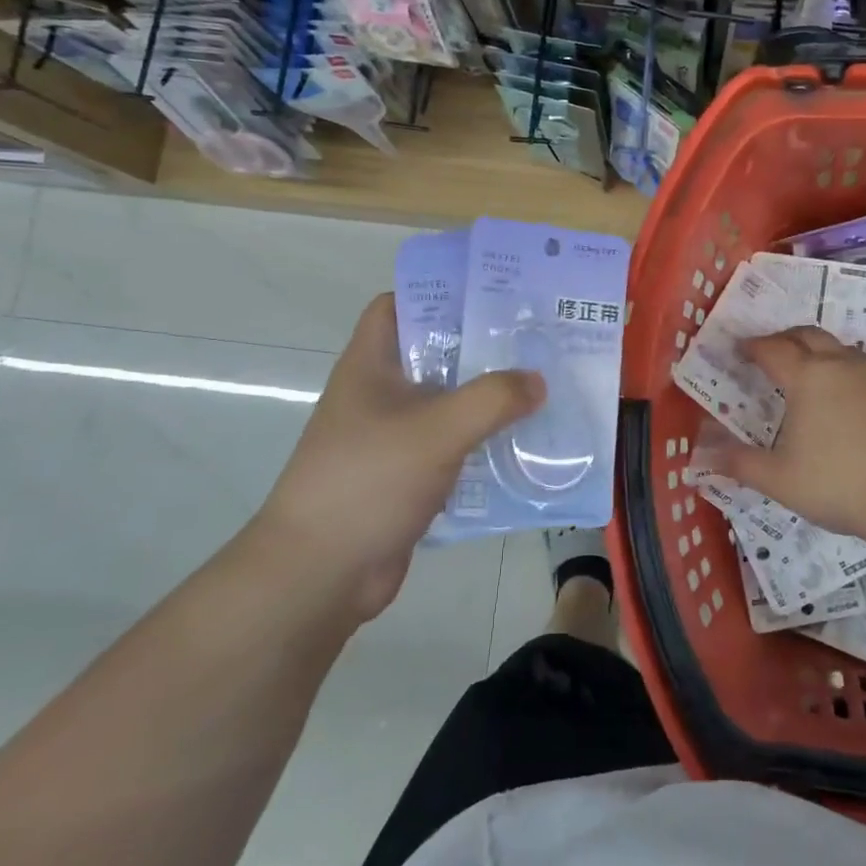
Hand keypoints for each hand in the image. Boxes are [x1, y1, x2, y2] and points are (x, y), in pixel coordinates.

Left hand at [251, 294, 545, 621]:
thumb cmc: (368, 481)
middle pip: (435, 353)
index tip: (494, 294)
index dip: (441, 293)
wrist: (321, 572)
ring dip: (490, 398)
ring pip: (449, 402)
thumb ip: (492, 398)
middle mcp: (381, 393)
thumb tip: (538, 381)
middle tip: (537, 340)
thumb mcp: (436, 429)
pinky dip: (484, 442)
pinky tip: (525, 444)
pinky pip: (454, 445)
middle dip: (483, 346)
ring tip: (543, 388)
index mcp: (371, 365)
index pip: (400, 305)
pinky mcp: (408, 475)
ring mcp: (394, 436)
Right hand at [710, 328, 865, 554]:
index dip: (751, 347)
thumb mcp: (779, 479)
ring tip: (810, 373)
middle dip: (785, 338)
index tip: (739, 350)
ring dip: (820, 352)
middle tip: (770, 351)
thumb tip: (705, 456)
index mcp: (807, 377)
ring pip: (842, 349)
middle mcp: (842, 365)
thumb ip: (740, 463)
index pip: (772, 349)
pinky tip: (851, 400)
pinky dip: (850, 374)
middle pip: (808, 335)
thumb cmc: (838, 484)